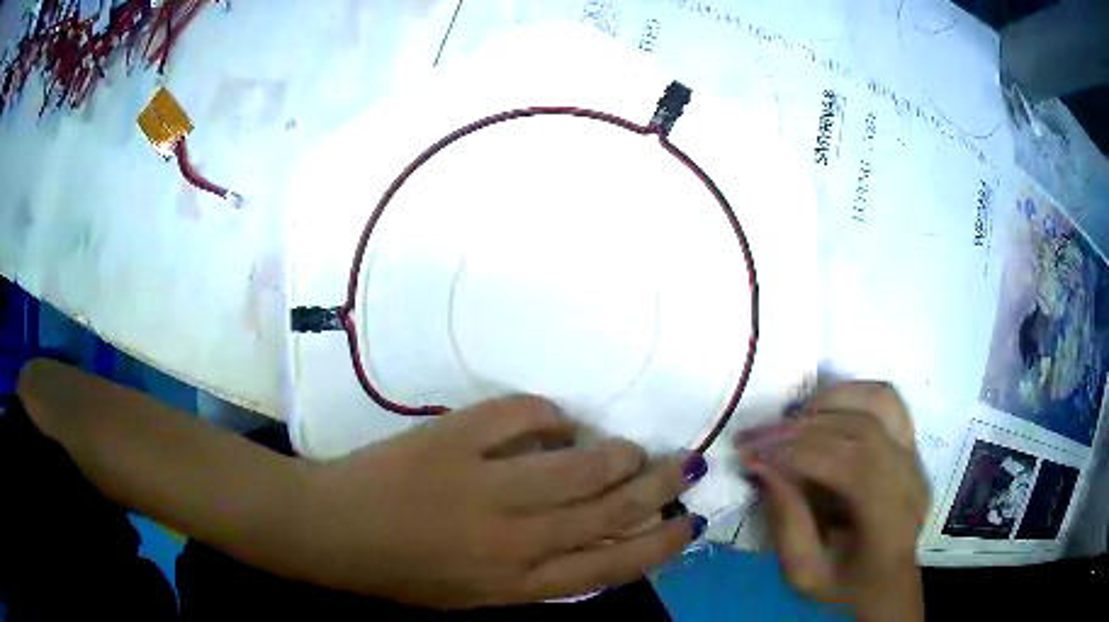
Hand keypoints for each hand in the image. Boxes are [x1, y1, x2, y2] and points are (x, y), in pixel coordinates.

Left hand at [298, 395, 707, 607]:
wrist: (334, 532)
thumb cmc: (405, 573)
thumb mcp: (479, 594)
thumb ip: (539, 574)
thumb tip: (595, 534)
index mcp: (519, 581)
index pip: (614, 565)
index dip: (660, 543)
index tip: (688, 523)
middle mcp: (515, 537)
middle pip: (611, 510)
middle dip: (659, 486)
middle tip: (685, 465)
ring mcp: (486, 483)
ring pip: (581, 464)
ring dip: (617, 452)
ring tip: (631, 448)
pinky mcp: (455, 438)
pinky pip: (523, 415)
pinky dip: (550, 415)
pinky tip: (557, 420)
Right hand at [735, 382, 928, 620]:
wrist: (888, 581)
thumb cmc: (844, 585)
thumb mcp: (804, 573)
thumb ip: (786, 522)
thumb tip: (762, 465)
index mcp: (891, 522)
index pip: (853, 467)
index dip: (800, 454)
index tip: (752, 454)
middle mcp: (911, 479)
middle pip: (862, 430)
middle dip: (802, 429)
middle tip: (755, 437)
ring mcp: (916, 456)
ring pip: (879, 402)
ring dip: (828, 402)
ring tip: (789, 419)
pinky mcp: (912, 443)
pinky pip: (887, 400)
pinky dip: (852, 393)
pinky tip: (822, 408)